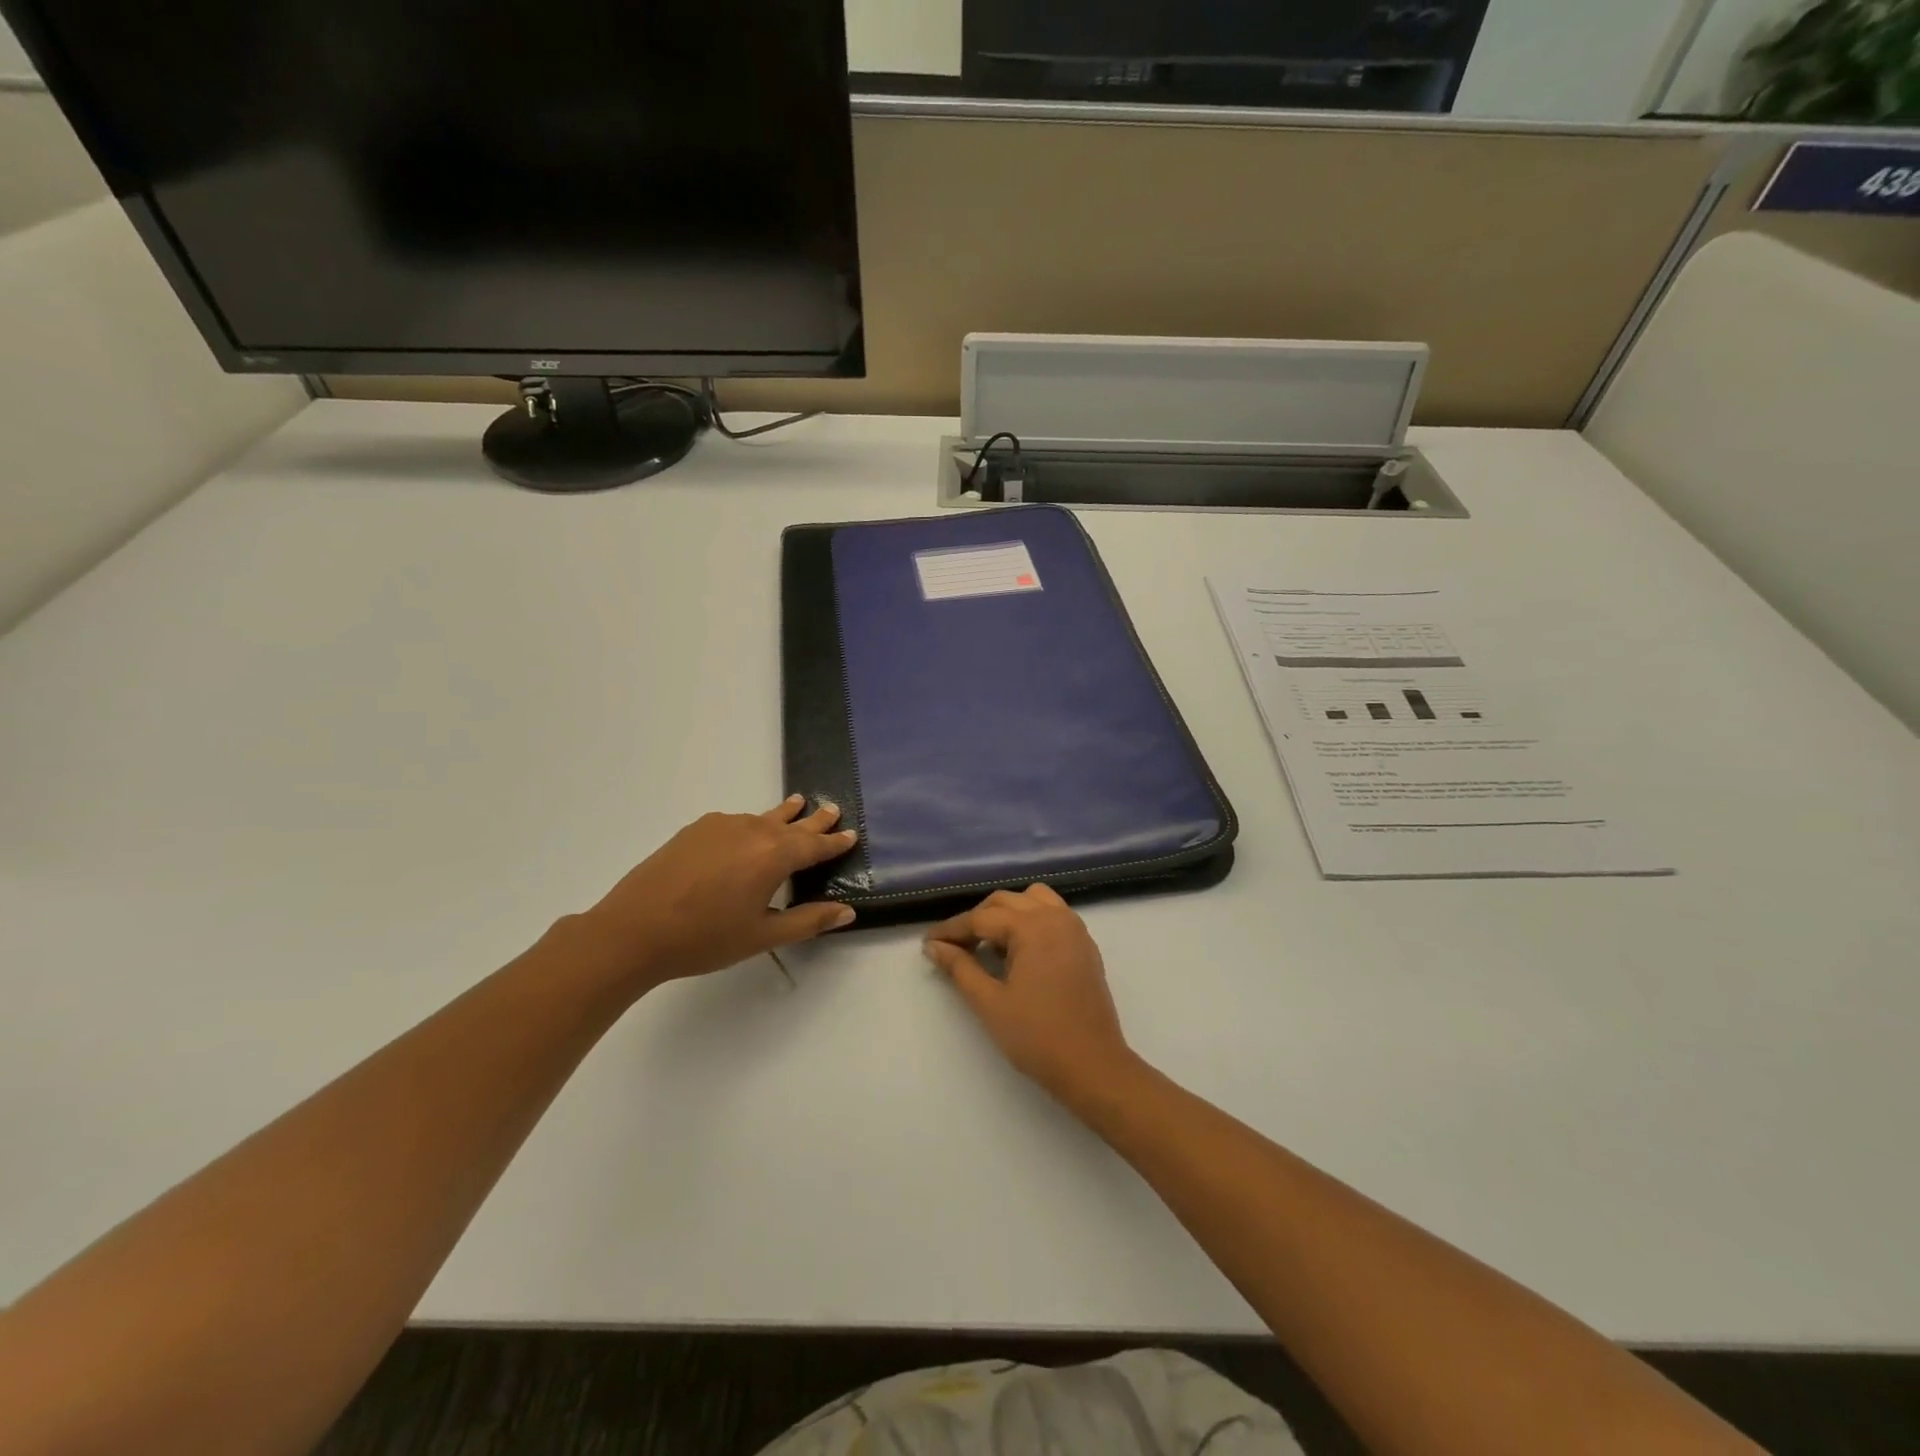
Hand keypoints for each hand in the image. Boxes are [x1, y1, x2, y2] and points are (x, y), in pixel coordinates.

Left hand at [575, 797, 858, 993]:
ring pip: (762, 818)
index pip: (814, 846)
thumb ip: (808, 920)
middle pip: (791, 823)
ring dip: (783, 816)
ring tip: (796, 805)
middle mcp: (752, 831)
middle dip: (814, 819)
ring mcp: (721, 826)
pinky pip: (735, 822)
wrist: (633, 930)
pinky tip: (747, 832)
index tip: (850, 834)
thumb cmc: (705, 938)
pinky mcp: (696, 830)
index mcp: (774, 856)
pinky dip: (752, 824)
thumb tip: (847, 911)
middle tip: (832, 809)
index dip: (834, 842)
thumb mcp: (763, 936)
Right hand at [924, 886, 1137, 1105]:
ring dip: (1006, 913)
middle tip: (954, 947)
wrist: (1093, 1066)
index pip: (981, 918)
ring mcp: (1074, 929)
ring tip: (988, 942)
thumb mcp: (990, 1002)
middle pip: (1006, 902)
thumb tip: (935, 947)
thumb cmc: (1037, 1037)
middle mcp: (1056, 917)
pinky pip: (1053, 914)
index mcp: (1032, 926)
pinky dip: (1030, 919)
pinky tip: (1018, 949)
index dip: (951, 930)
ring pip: (1032, 900)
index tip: (928, 943)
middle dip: (977, 919)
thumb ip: (960, 968)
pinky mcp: (1085, 945)